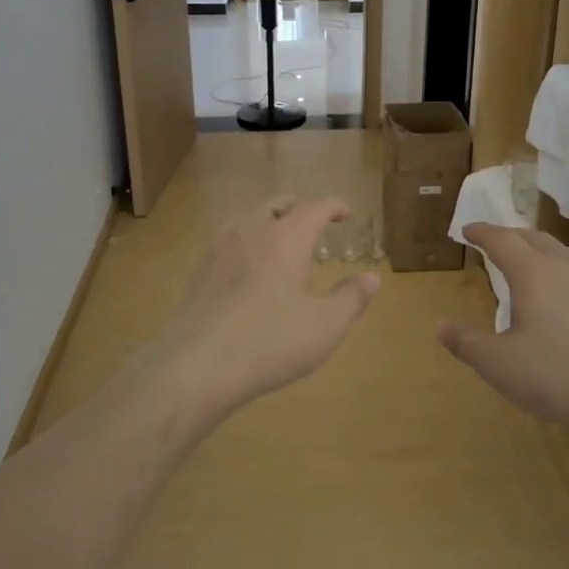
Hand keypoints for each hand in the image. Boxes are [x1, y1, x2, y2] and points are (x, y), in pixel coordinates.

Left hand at [155, 196, 378, 416]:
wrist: (196, 364)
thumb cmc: (269, 342)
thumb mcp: (324, 326)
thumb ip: (351, 298)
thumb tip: (372, 277)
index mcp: (286, 238)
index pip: (315, 207)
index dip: (333, 206)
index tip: (345, 212)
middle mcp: (252, 231)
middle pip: (277, 204)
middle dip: (298, 208)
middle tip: (312, 221)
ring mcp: (220, 248)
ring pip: (248, 218)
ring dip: (268, 219)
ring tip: (279, 237)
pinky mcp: (199, 270)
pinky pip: (227, 240)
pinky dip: (245, 241)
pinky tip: (246, 265)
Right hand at [438, 225, 568, 441]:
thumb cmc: (557, 376)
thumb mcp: (499, 364)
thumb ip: (467, 342)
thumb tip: (440, 325)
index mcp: (532, 273)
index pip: (501, 240)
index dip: (481, 232)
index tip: (466, 230)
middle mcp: (564, 267)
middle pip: (533, 237)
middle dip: (509, 236)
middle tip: (493, 243)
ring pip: (562, 249)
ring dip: (539, 247)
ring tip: (529, 259)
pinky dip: (564, 266)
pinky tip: (567, 289)